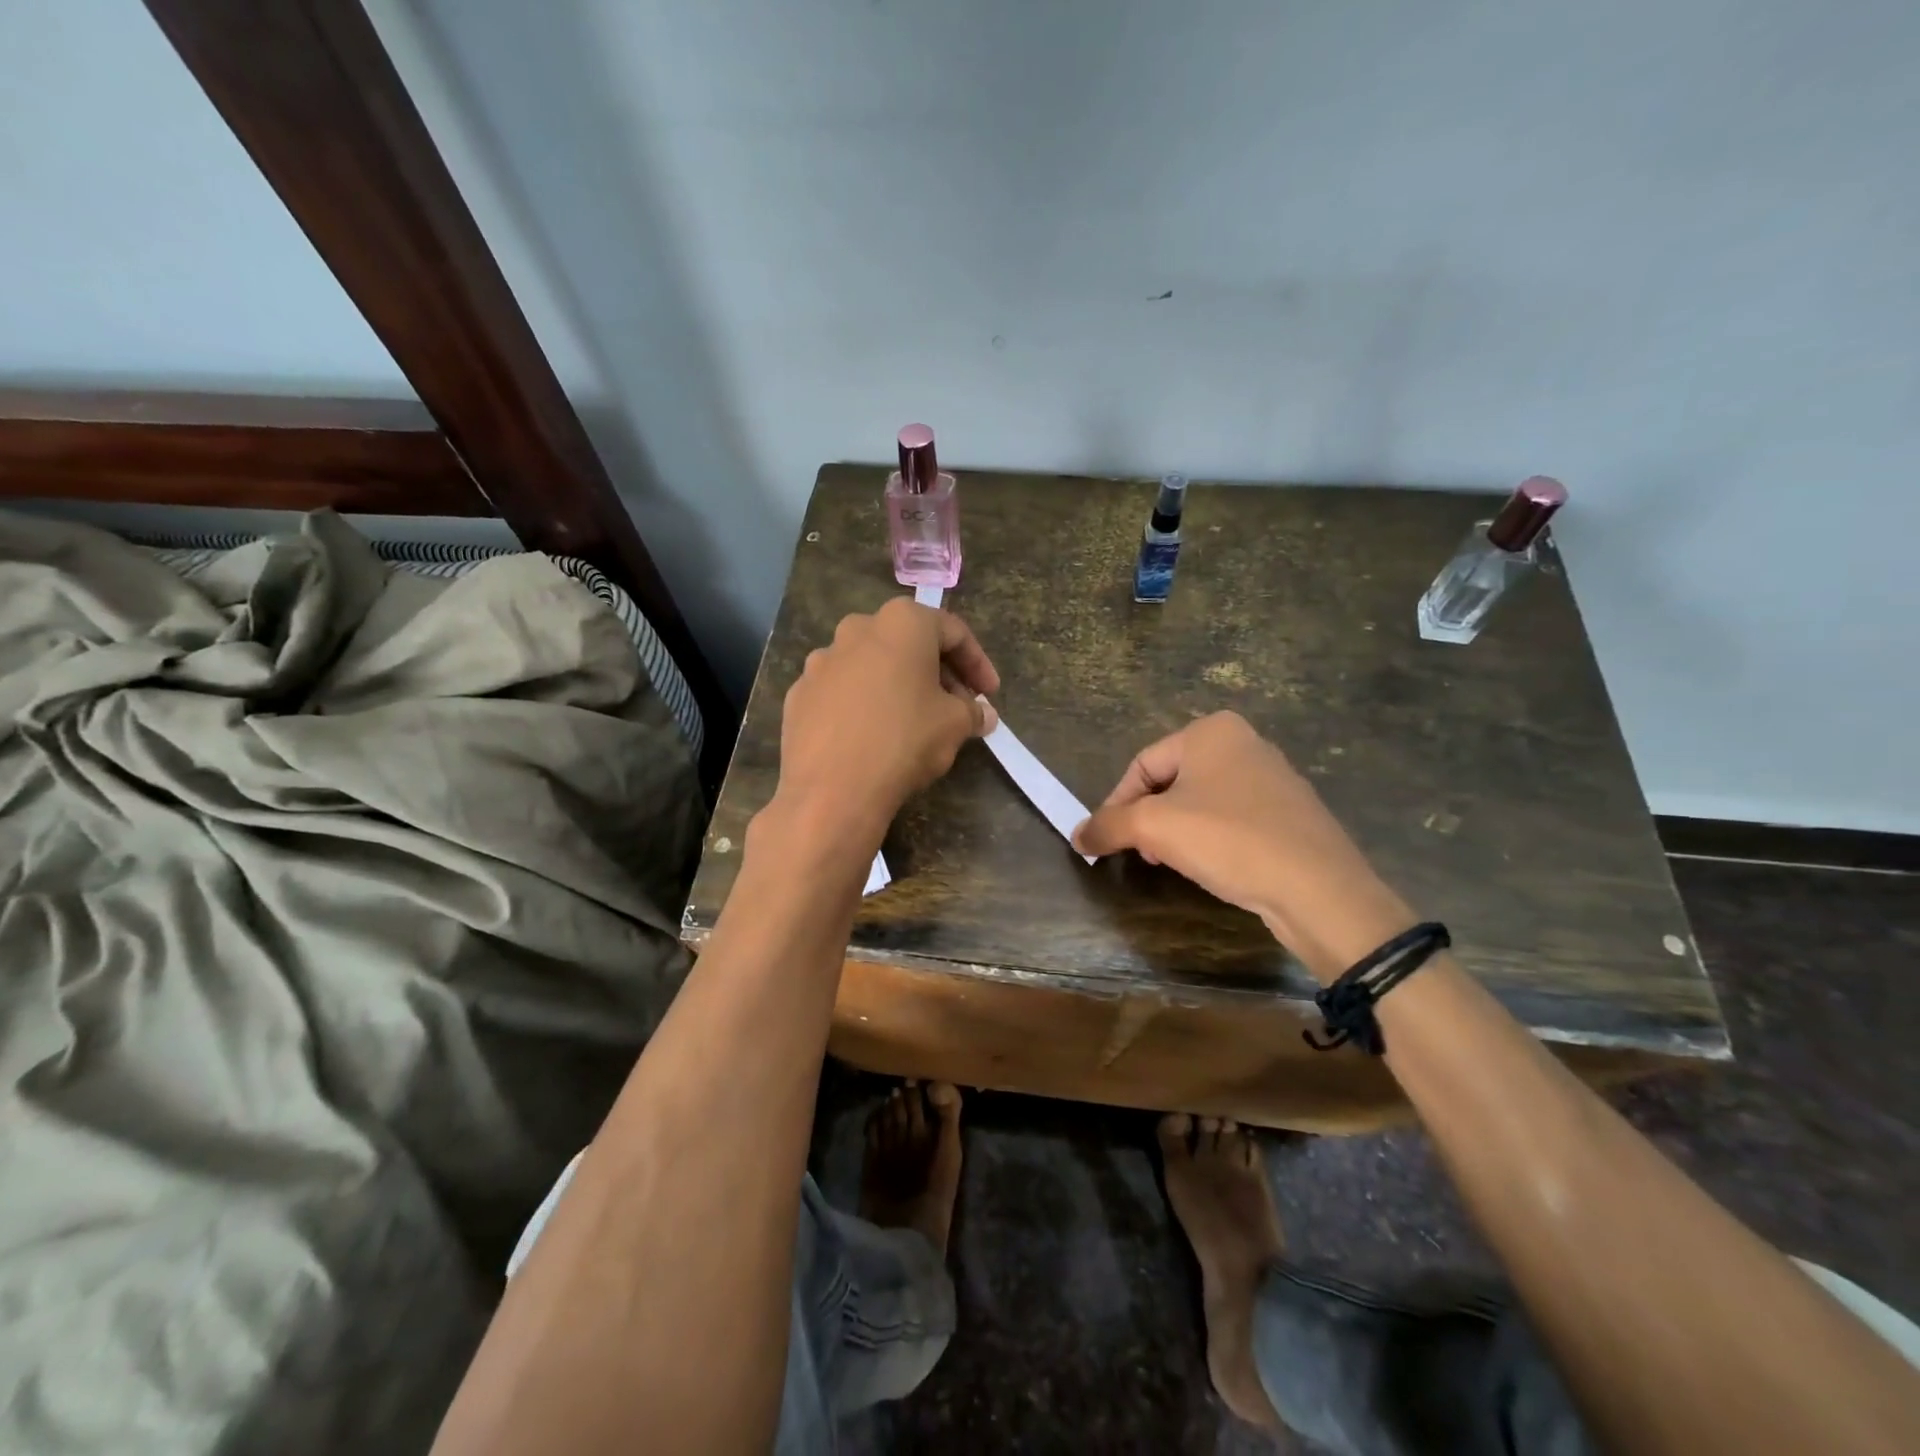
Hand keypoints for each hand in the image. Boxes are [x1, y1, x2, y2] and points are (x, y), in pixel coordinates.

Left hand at [772, 598, 1000, 852]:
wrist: (831, 790)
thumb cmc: (904, 741)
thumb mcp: (955, 725)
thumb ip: (973, 711)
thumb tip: (983, 714)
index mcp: (901, 623)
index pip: (952, 632)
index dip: (978, 664)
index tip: (989, 694)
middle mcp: (857, 629)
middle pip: (909, 643)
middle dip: (938, 672)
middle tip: (957, 706)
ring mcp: (821, 661)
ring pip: (872, 665)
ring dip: (898, 685)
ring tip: (914, 721)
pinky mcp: (799, 693)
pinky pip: (842, 691)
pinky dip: (863, 704)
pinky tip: (872, 735)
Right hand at [1072, 712, 1413, 982]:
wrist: (1319, 890)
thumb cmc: (1230, 841)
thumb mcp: (1155, 828)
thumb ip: (1108, 825)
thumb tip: (1076, 835)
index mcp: (1211, 731)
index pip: (1142, 765)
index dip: (1116, 804)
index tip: (1106, 840)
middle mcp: (1244, 742)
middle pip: (1170, 781)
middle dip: (1148, 818)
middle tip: (1141, 853)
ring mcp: (1272, 777)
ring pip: (1200, 800)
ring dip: (1176, 831)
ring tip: (1172, 862)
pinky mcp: (1290, 812)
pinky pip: (1232, 818)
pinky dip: (1210, 838)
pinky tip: (1212, 866)